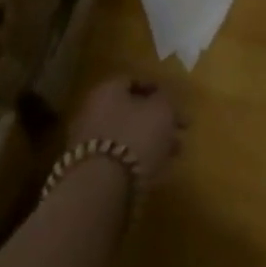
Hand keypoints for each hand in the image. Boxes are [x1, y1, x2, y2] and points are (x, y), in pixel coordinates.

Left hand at [71, 76, 185, 184]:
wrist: (102, 185)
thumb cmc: (136, 136)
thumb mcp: (162, 110)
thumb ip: (165, 100)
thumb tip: (162, 99)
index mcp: (107, 89)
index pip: (133, 81)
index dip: (156, 90)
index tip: (174, 102)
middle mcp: (93, 109)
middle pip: (129, 109)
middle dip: (155, 119)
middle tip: (178, 130)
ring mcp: (87, 140)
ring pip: (125, 134)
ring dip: (149, 141)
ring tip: (173, 153)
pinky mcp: (88, 167)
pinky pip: (117, 156)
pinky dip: (136, 158)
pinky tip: (154, 169)